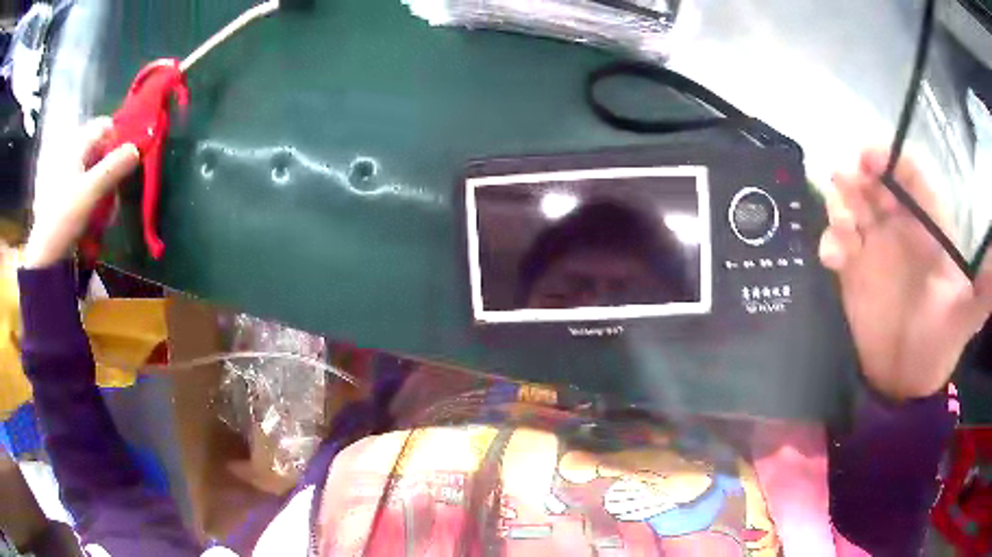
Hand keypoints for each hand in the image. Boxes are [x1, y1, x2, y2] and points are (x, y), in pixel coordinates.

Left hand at [24, 118, 138, 268]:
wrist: (43, 257)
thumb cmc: (63, 218)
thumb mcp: (90, 191)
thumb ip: (114, 167)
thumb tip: (137, 147)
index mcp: (75, 146)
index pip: (104, 126)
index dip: (118, 137)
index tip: (127, 159)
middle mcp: (71, 155)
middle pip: (100, 151)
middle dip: (112, 170)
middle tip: (114, 193)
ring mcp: (67, 177)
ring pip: (95, 173)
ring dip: (105, 191)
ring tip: (105, 215)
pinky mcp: (66, 197)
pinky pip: (87, 190)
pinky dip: (95, 201)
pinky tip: (95, 220)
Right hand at [819, 149, 991, 400]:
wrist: (906, 379)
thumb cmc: (940, 343)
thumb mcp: (965, 317)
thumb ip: (982, 292)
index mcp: (928, 225)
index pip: (910, 176)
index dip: (891, 160)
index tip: (870, 157)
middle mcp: (900, 225)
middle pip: (875, 182)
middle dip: (858, 175)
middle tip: (846, 180)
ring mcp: (874, 245)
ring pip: (851, 204)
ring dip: (840, 203)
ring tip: (842, 225)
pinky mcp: (852, 268)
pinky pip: (836, 243)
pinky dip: (830, 242)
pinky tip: (832, 259)